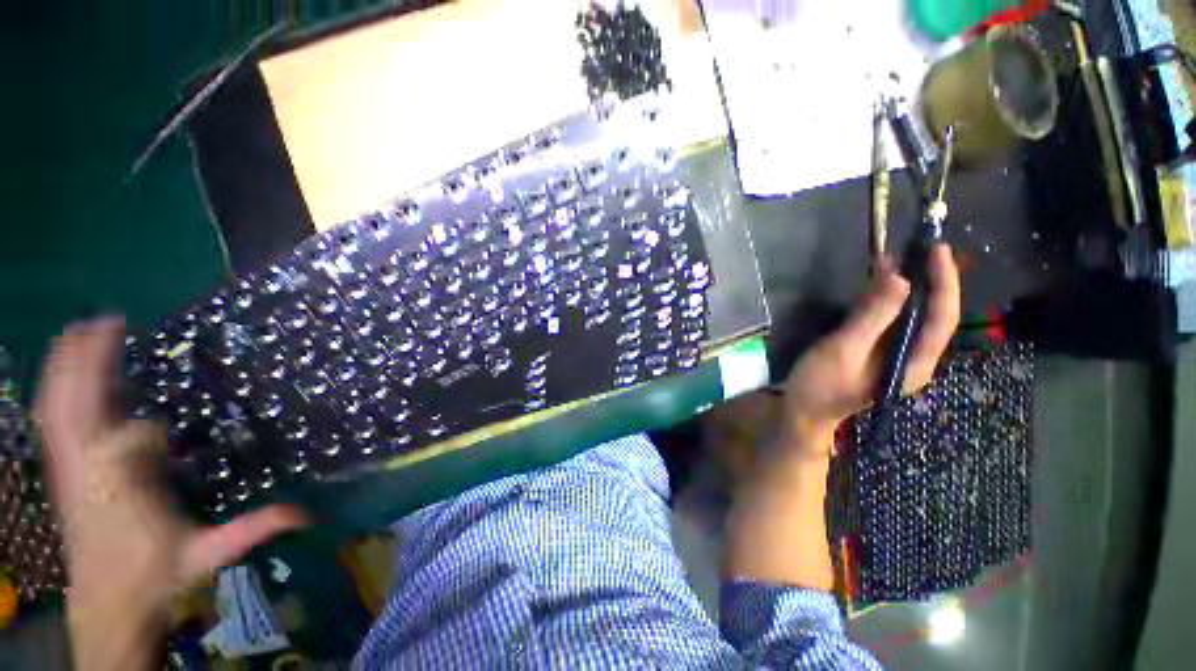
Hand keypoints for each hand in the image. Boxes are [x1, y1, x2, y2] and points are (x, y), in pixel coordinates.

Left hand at [35, 318, 306, 669]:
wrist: (107, 602)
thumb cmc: (156, 576)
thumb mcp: (206, 558)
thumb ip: (250, 531)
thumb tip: (306, 511)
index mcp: (124, 496)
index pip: (126, 448)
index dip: (144, 438)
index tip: (169, 441)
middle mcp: (88, 474)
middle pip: (78, 410)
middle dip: (87, 365)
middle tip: (107, 322)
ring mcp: (69, 469)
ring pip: (58, 409)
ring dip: (66, 368)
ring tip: (81, 331)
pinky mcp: (62, 469)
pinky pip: (53, 421)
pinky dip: (56, 390)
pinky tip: (63, 372)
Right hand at [781, 245, 959, 454]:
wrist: (804, 412)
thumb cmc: (820, 385)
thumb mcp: (843, 350)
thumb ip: (872, 317)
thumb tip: (900, 278)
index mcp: (914, 362)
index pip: (941, 318)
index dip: (944, 282)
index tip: (936, 249)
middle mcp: (913, 357)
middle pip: (932, 314)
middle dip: (929, 279)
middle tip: (918, 247)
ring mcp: (896, 355)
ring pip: (912, 315)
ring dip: (907, 286)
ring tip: (897, 257)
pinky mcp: (878, 351)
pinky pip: (891, 319)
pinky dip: (886, 298)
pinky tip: (877, 282)